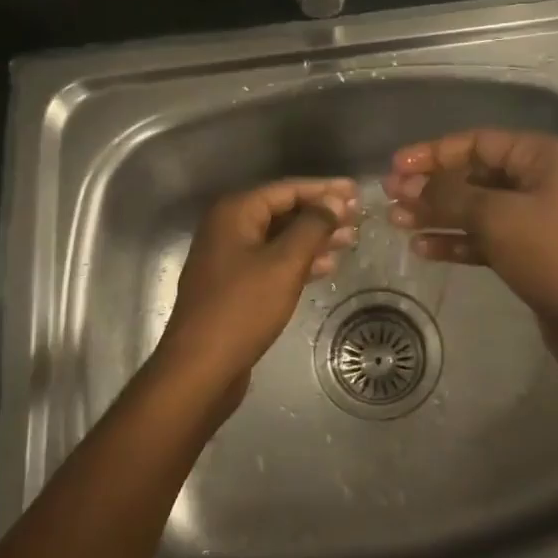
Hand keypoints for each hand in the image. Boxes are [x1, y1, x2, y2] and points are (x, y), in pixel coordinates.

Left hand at [156, 178, 358, 401]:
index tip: (356, 191)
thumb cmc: (243, 308)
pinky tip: (326, 267)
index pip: (287, 189)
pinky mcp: (234, 286)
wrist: (200, 369)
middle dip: (321, 213)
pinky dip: (298, 261)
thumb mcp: (284, 263)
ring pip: (279, 238)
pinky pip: (272, 261)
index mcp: (235, 213)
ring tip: (349, 240)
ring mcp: (228, 258)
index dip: (324, 189)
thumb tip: (333, 200)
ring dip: (314, 238)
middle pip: (282, 211)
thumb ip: (312, 226)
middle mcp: (228, 228)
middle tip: (357, 216)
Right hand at [384, 130, 557, 370]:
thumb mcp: (497, 217)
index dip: (433, 152)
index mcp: (542, 156)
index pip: (478, 142)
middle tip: (390, 196)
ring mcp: (535, 217)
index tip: (396, 165)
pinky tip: (422, 248)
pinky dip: (456, 240)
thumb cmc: (553, 254)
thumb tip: (411, 188)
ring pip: (476, 208)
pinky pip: (485, 237)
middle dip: (432, 186)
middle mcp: (540, 180)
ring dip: (438, 214)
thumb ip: (450, 197)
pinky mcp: (529, 251)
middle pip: (475, 175)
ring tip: (396, 221)